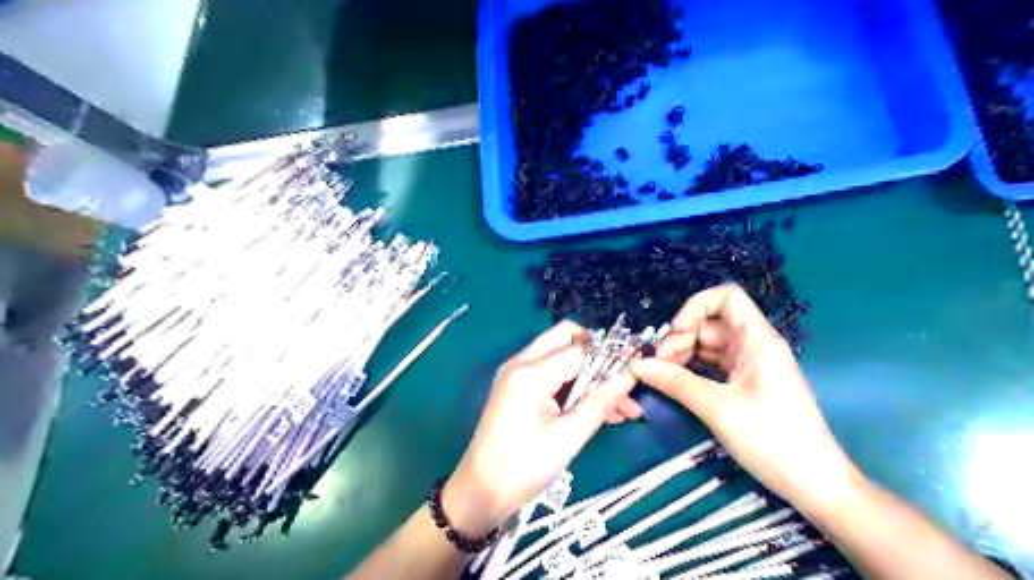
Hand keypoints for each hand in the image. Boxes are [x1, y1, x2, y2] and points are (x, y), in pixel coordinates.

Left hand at [443, 319, 638, 536]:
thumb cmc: (523, 468)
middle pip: (565, 338)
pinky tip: (600, 410)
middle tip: (622, 382)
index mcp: (530, 374)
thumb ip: (600, 402)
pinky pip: (550, 372)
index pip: (580, 350)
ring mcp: (516, 373)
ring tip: (622, 408)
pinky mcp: (516, 386)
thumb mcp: (568, 438)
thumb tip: (629, 376)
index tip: (636, 371)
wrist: (480, 491)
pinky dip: (574, 384)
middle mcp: (520, 363)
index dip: (610, 357)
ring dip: (590, 374)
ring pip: (560, 356)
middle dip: (598, 356)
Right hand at [630, 285, 865, 511]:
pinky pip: (712, 366)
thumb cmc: (773, 439)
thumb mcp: (718, 408)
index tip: (676, 333)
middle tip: (658, 366)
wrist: (814, 483)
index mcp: (757, 340)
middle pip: (709, 324)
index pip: (726, 297)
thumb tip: (638, 365)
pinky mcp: (745, 385)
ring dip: (682, 356)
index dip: (696, 307)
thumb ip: (675, 382)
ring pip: (707, 346)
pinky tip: (675, 384)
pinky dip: (691, 370)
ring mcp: (749, 366)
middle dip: (680, 338)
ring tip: (661, 377)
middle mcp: (753, 346)